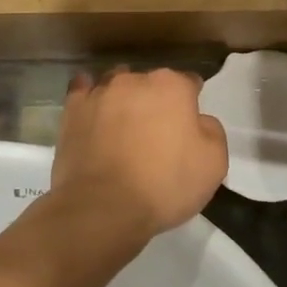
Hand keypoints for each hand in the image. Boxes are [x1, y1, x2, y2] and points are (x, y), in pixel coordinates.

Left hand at [51, 68, 227, 238]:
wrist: (104, 207)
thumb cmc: (165, 184)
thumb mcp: (214, 163)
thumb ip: (211, 131)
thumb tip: (199, 121)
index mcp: (172, 86)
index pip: (189, 83)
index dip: (191, 102)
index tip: (189, 124)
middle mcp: (135, 80)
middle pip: (150, 83)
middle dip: (155, 100)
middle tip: (157, 132)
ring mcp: (100, 92)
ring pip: (117, 84)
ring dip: (123, 99)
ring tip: (123, 125)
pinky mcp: (72, 109)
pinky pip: (82, 91)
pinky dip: (89, 98)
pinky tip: (93, 110)